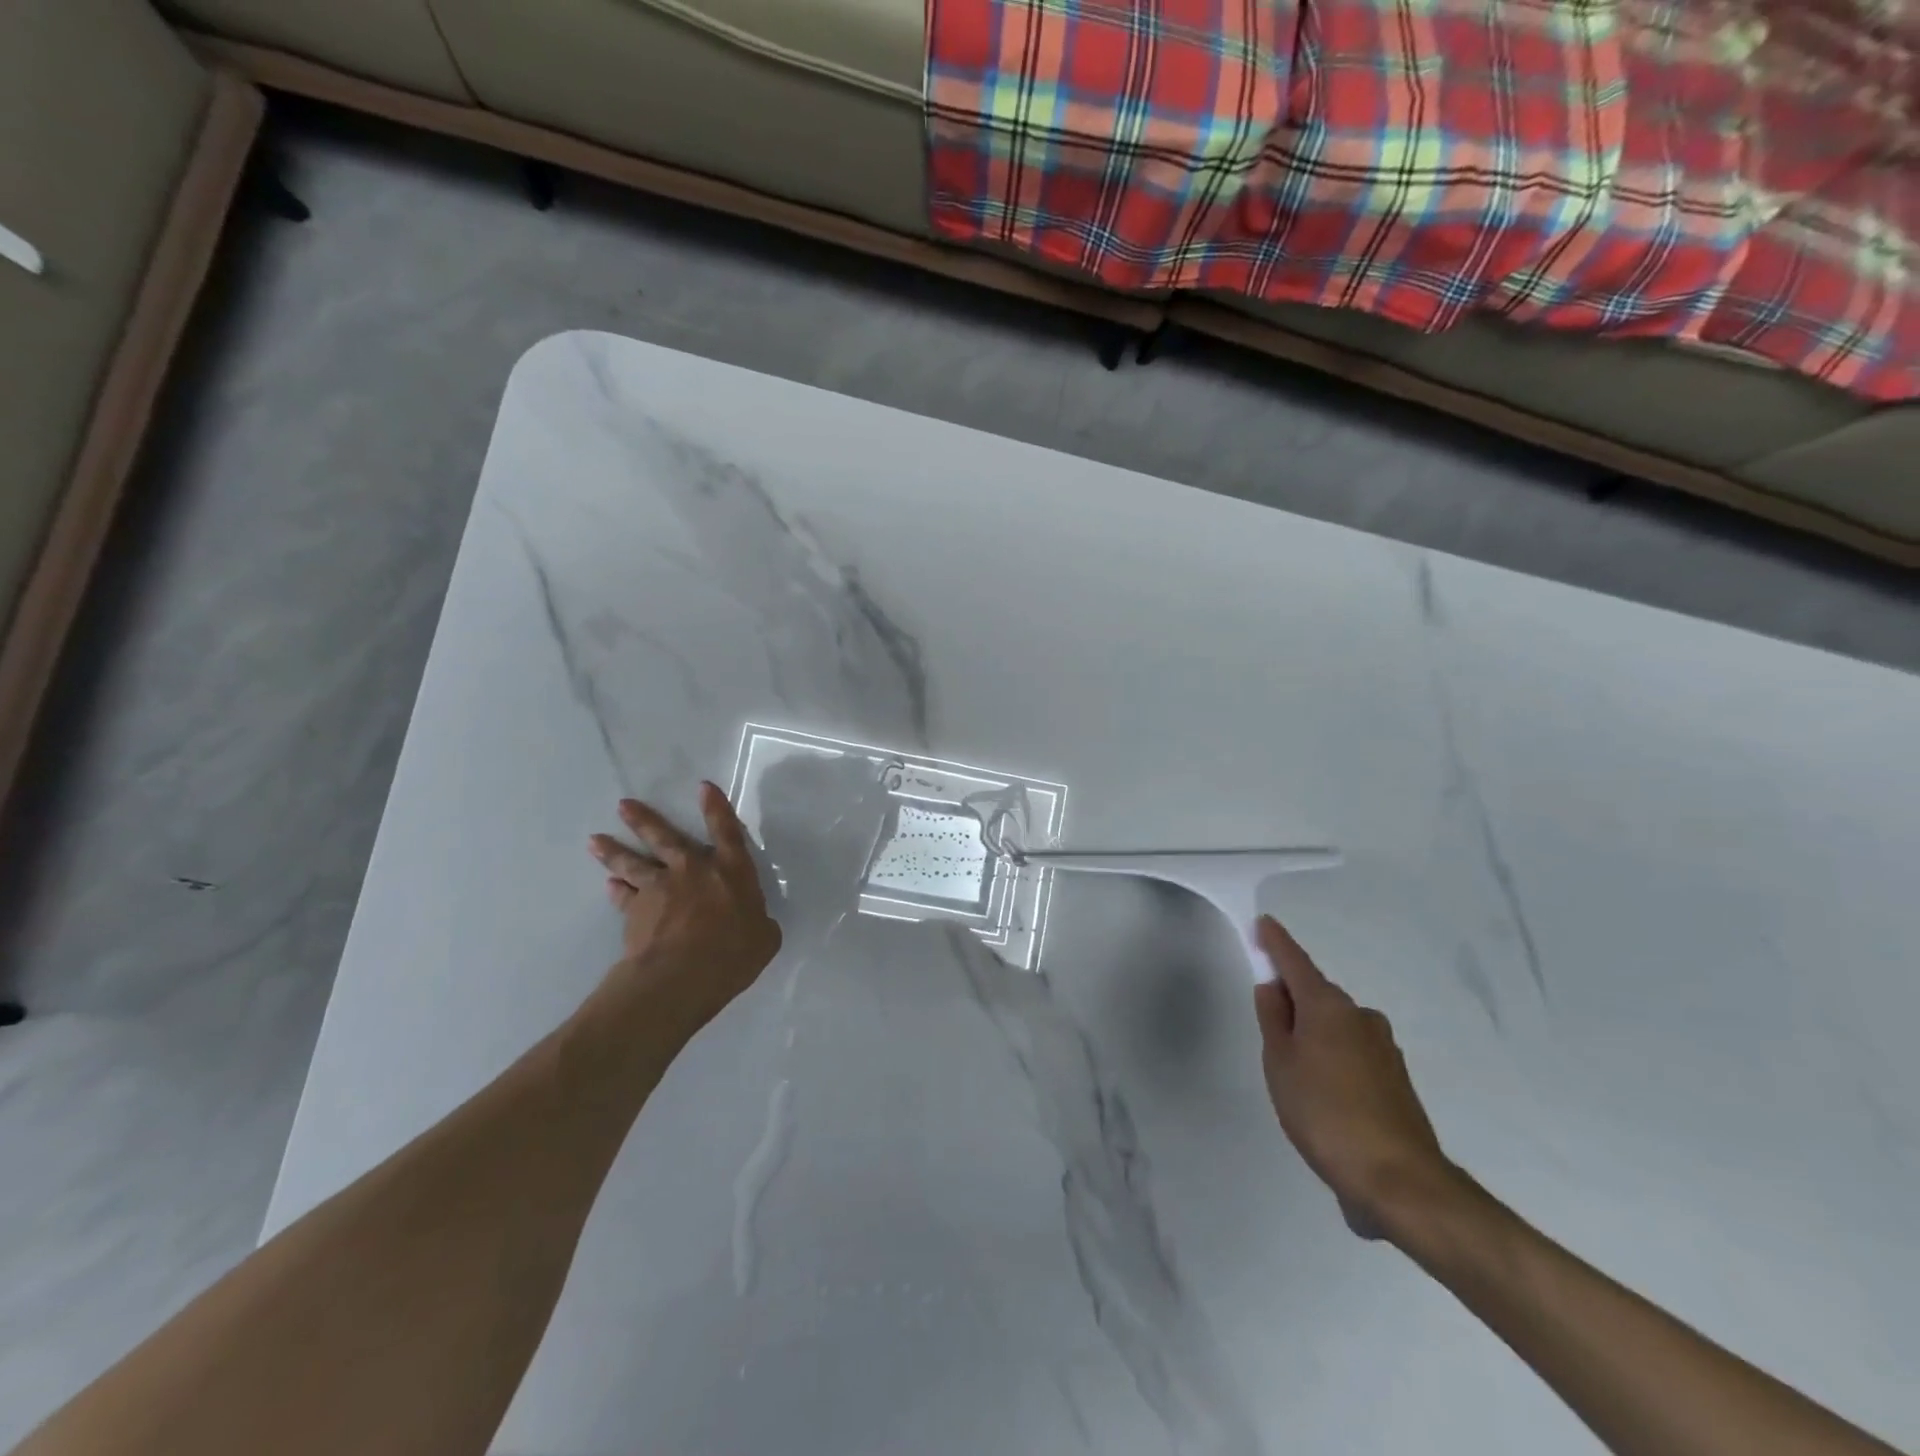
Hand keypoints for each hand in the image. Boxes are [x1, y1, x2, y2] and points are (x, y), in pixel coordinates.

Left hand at [588, 784, 781, 1032]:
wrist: (680, 976)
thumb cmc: (732, 953)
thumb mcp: (764, 939)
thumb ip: (759, 923)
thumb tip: (756, 923)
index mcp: (731, 871)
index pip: (726, 831)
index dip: (716, 808)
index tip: (703, 787)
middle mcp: (693, 870)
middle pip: (665, 837)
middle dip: (644, 820)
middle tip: (624, 805)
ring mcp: (659, 889)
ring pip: (633, 863)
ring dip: (614, 851)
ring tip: (596, 840)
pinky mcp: (634, 912)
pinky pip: (623, 897)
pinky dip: (617, 891)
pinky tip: (609, 886)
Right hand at [1253, 916, 1458, 1240]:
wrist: (1399, 1180)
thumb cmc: (1324, 1113)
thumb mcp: (1280, 1063)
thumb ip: (1273, 1019)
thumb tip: (1272, 987)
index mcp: (1328, 1007)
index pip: (1295, 963)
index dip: (1276, 944)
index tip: (1263, 923)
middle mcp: (1360, 1017)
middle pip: (1317, 996)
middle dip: (1293, 1001)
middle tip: (1268, 1026)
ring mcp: (1383, 1048)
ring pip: (1336, 1027)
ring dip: (1314, 1035)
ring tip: (1295, 1075)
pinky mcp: (1396, 1079)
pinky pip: (1353, 1053)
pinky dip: (1333, 1061)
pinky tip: (1324, 1097)